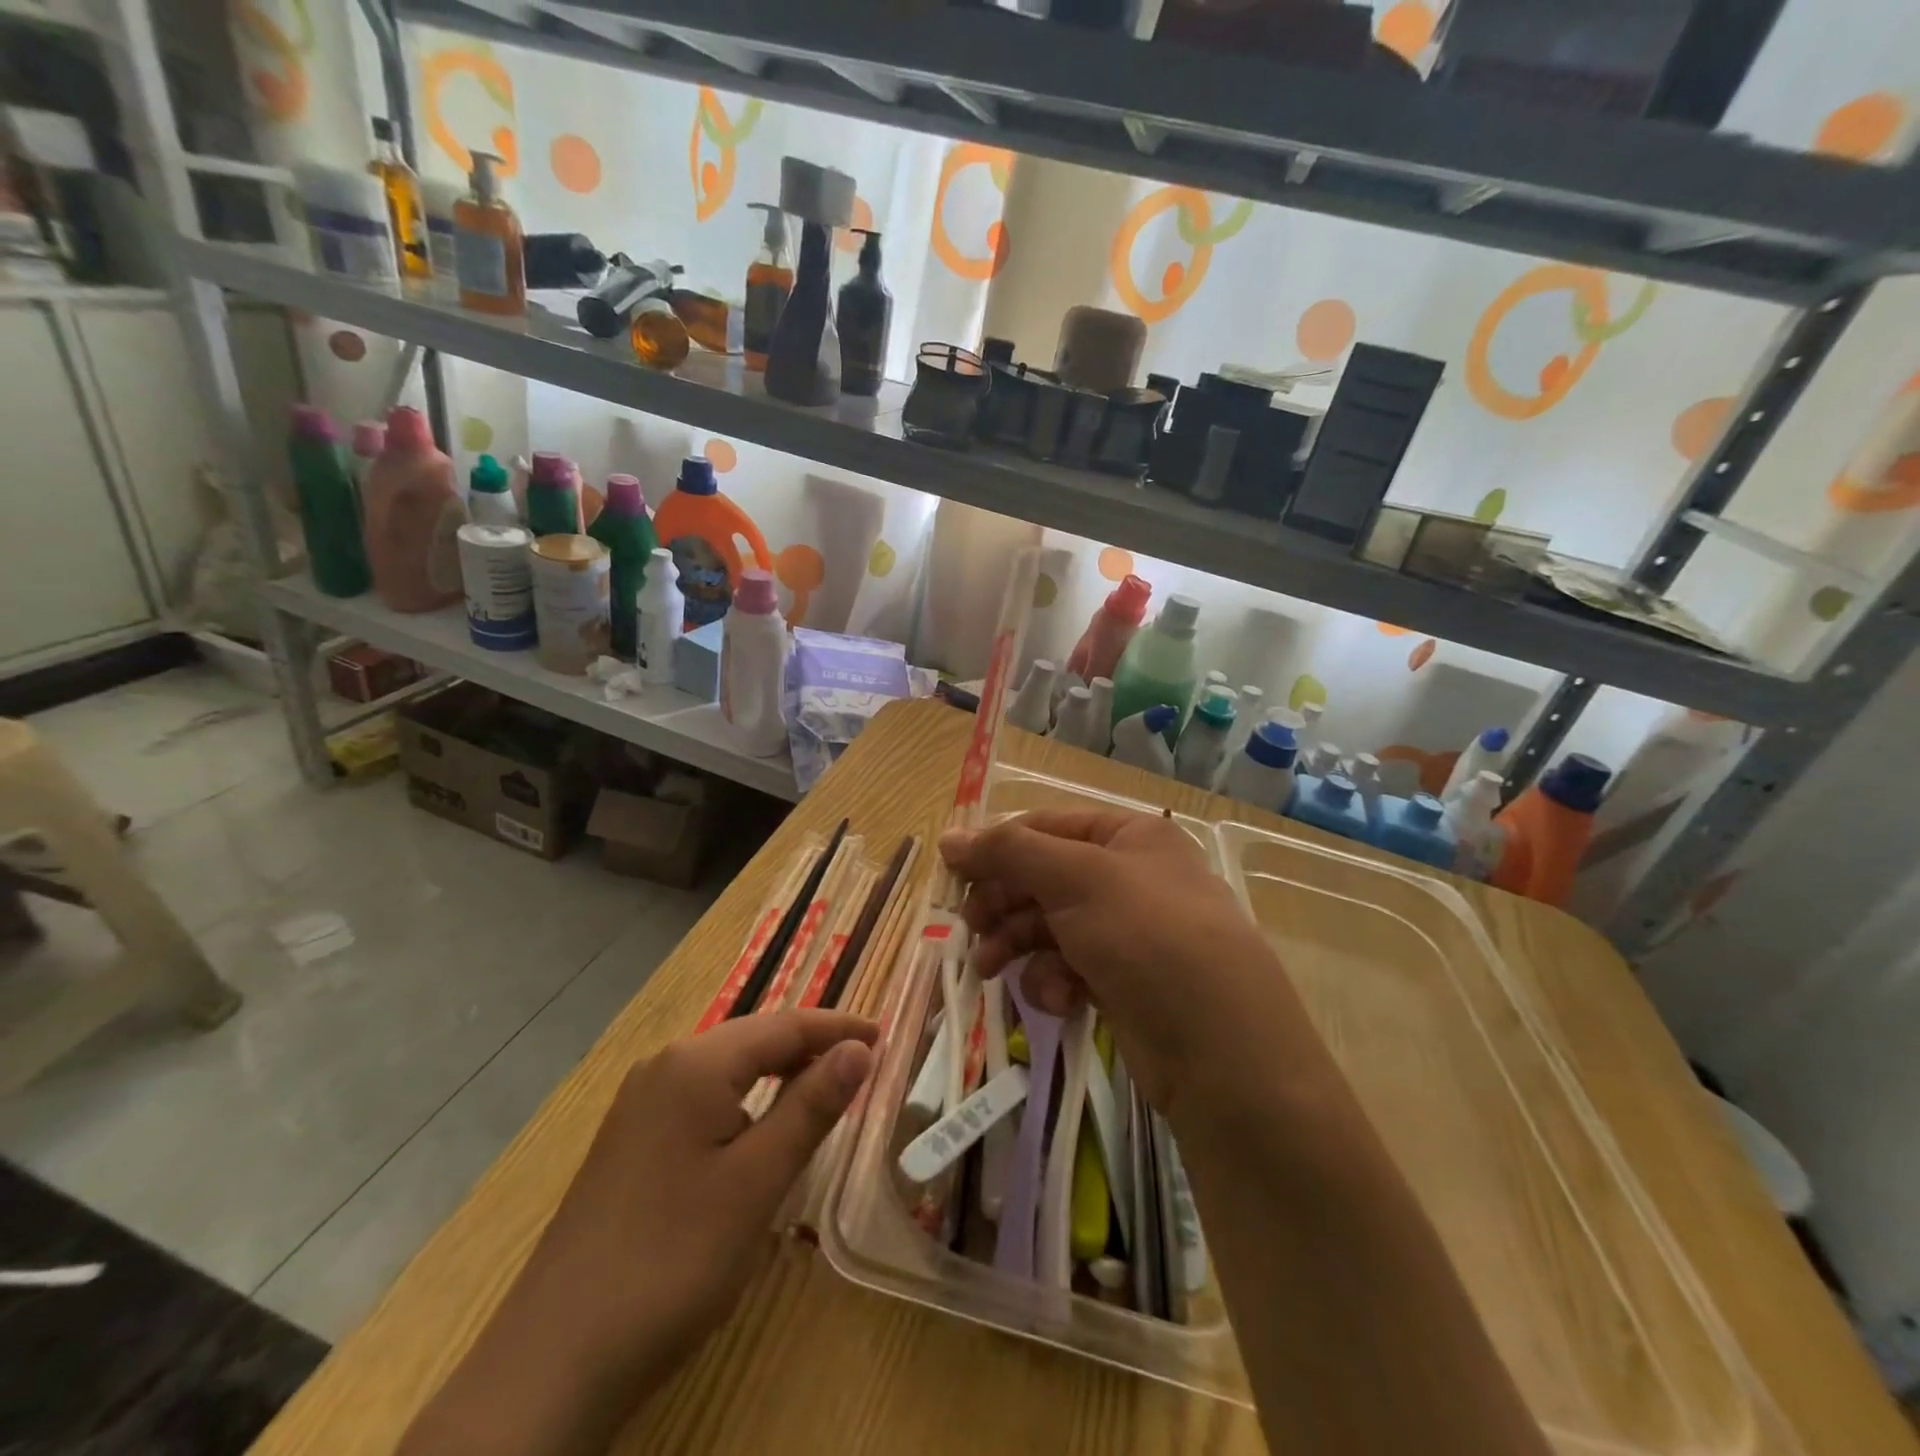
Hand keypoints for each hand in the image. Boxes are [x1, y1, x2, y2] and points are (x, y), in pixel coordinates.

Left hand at [528, 1009, 877, 1379]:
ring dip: (779, 1075)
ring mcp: (641, 1105)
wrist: (552, 1362)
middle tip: (863, 1066)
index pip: (784, 1025)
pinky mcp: (631, 1142)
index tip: (885, 1039)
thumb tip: (860, 1049)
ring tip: (824, 1094)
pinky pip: (703, 1099)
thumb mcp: (757, 1182)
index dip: (837, 1028)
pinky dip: (746, 1102)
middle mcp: (664, 1067)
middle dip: (810, 1047)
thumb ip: (811, 1107)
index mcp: (695, 1064)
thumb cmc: (672, 1261)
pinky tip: (761, 1132)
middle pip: (754, 1039)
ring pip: (728, 1070)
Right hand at [940, 808, 1307, 1114]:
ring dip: (1018, 944)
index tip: (952, 874)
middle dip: (1004, 903)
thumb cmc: (1146, 936)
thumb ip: (1008, 853)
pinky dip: (1054, 981)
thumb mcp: (1075, 879)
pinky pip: (1070, 967)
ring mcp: (1129, 933)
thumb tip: (949, 837)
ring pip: (1051, 926)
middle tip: (970, 928)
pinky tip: (1055, 999)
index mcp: (1128, 836)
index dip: (997, 847)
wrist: (1221, 1051)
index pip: (1046, 827)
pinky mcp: (1124, 983)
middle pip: (1045, 878)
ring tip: (990, 969)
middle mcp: (1130, 877)